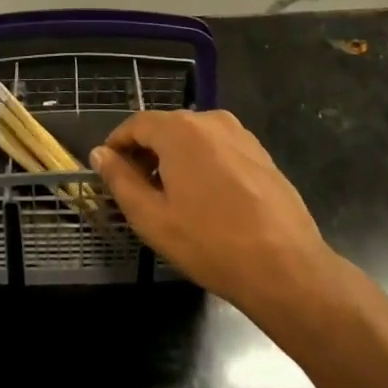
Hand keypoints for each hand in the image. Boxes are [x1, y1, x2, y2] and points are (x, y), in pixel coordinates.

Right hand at [90, 110, 336, 321]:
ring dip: (175, 159)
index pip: (136, 124)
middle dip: (146, 153)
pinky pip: (219, 149)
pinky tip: (206, 201)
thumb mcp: (152, 218)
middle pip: (166, 128)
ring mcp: (240, 134)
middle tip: (136, 189)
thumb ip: (121, 180)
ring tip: (170, 198)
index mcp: (180, 129)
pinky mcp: (260, 153)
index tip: (108, 169)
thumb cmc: (210, 243)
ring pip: (194, 139)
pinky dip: (203, 164)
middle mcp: (210, 120)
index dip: (118, 145)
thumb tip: (101, 154)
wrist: (286, 267)